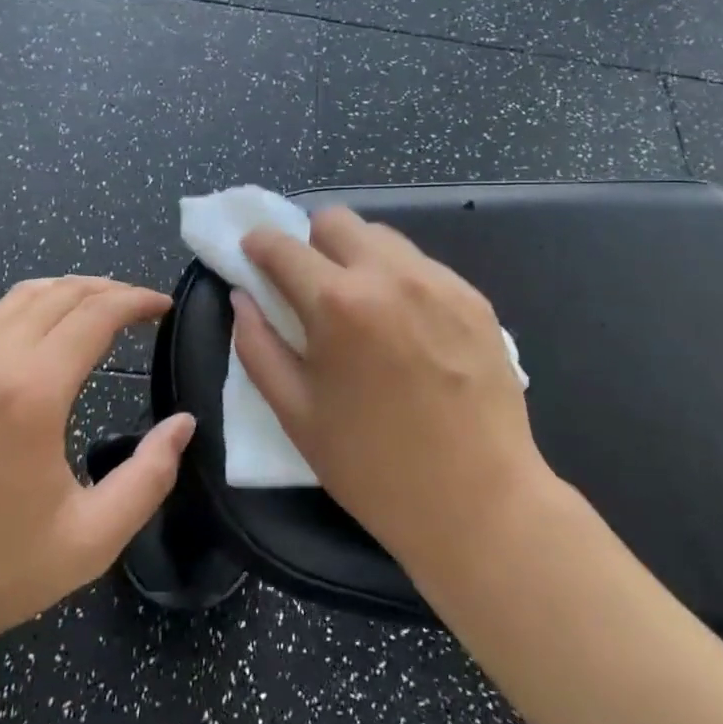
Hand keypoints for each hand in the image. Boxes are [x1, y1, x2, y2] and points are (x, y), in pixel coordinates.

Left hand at [0, 277, 193, 671]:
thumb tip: (183, 424)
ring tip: (105, 309)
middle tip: (145, 307)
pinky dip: (36, 306)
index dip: (137, 301)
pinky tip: (50, 333)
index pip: (95, 314)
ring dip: (72, 291)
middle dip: (110, 290)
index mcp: (32, 392)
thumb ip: (149, 476)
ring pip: (24, 296)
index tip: (167, 306)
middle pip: (61, 293)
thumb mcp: (91, 539)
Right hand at [235, 209, 549, 580]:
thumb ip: (257, 346)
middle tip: (311, 286)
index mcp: (336, 303)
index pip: (283, 246)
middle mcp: (389, 275)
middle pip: (335, 220)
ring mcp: (439, 282)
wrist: (478, 503)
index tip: (253, 254)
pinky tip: (406, 328)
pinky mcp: (474, 298)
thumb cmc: (372, 467)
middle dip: (311, 242)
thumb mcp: (295, 413)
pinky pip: (422, 265)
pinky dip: (400, 279)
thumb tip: (243, 296)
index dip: (259, 244)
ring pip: (382, 237)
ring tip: (363, 307)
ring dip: (357, 257)